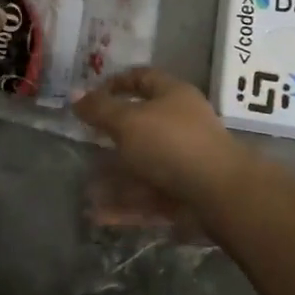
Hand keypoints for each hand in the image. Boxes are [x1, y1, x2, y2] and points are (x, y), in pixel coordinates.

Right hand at [72, 68, 245, 209]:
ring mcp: (184, 161)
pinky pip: (148, 197)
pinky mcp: (183, 194)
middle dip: (112, 137)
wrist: (219, 194)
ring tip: (86, 191)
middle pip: (142, 125)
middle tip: (85, 144)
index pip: (143, 78)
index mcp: (173, 95)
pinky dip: (125, 206)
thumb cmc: (171, 143)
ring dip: (115, 178)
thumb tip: (75, 94)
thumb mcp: (128, 121)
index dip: (117, 83)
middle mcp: (181, 124)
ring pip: (142, 166)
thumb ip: (100, 109)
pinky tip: (99, 216)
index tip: (91, 96)